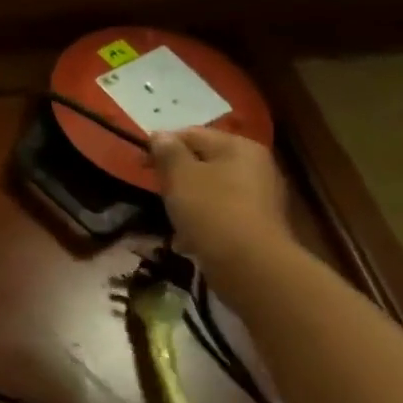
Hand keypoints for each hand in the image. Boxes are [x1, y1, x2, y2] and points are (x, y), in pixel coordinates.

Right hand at [148, 127, 292, 273]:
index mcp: (239, 147)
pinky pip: (221, 214)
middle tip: (157, 189)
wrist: (251, 267)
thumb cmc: (211, 209)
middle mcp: (256, 167)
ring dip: (188, 200)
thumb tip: (160, 136)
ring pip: (211, 189)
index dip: (162, 145)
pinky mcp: (258, 227)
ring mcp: (260, 199)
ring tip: (172, 216)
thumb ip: (167, 150)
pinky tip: (188, 239)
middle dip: (176, 175)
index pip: (191, 134)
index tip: (141, 164)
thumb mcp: (179, 174)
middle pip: (203, 162)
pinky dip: (203, 221)